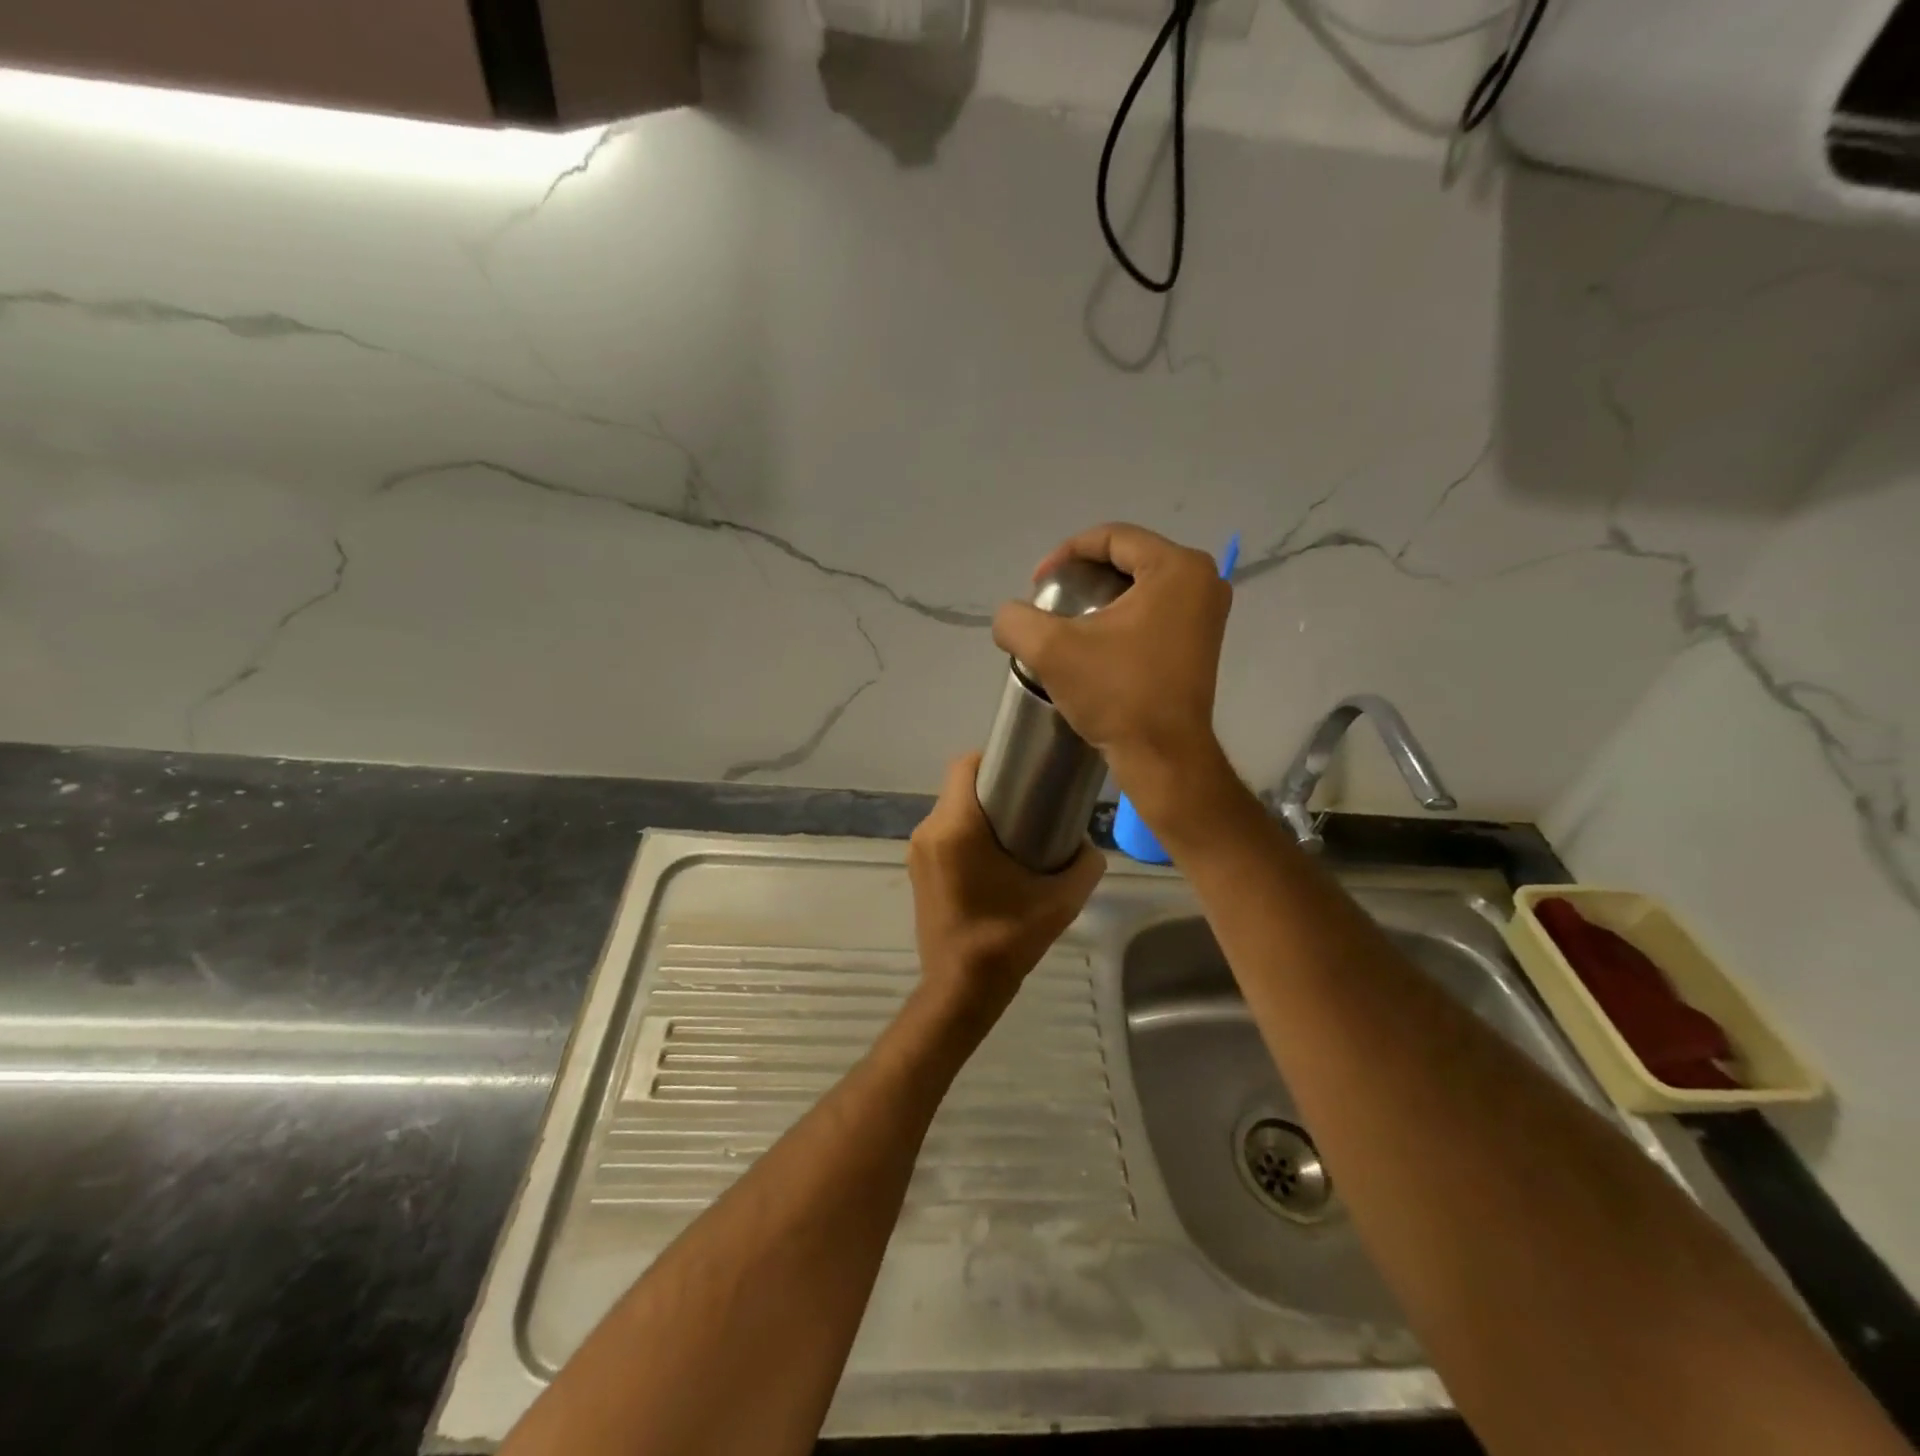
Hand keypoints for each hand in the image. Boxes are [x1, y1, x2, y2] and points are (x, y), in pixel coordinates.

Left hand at [908, 753, 1105, 1034]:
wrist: (961, 989)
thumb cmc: (1007, 939)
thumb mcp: (1061, 901)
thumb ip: (1084, 864)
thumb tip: (1087, 845)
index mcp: (956, 828)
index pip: (966, 765)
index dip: (995, 758)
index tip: (1026, 770)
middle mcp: (929, 831)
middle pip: (959, 787)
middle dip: (994, 787)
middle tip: (1031, 801)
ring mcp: (917, 852)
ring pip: (950, 811)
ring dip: (979, 812)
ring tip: (1017, 830)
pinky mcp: (916, 871)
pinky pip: (943, 834)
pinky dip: (966, 833)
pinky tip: (994, 858)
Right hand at [992, 522, 1231, 810]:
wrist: (1163, 756)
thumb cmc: (1117, 694)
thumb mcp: (1051, 650)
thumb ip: (1016, 619)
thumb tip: (1010, 617)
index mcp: (1176, 567)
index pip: (1111, 536)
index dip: (1065, 553)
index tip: (1037, 585)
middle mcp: (1203, 580)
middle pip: (1129, 558)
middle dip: (1084, 575)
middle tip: (1052, 601)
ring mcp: (1208, 612)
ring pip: (1142, 585)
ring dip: (1102, 597)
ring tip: (1069, 623)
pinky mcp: (1203, 641)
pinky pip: (1156, 610)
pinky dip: (1123, 617)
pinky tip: (1098, 642)